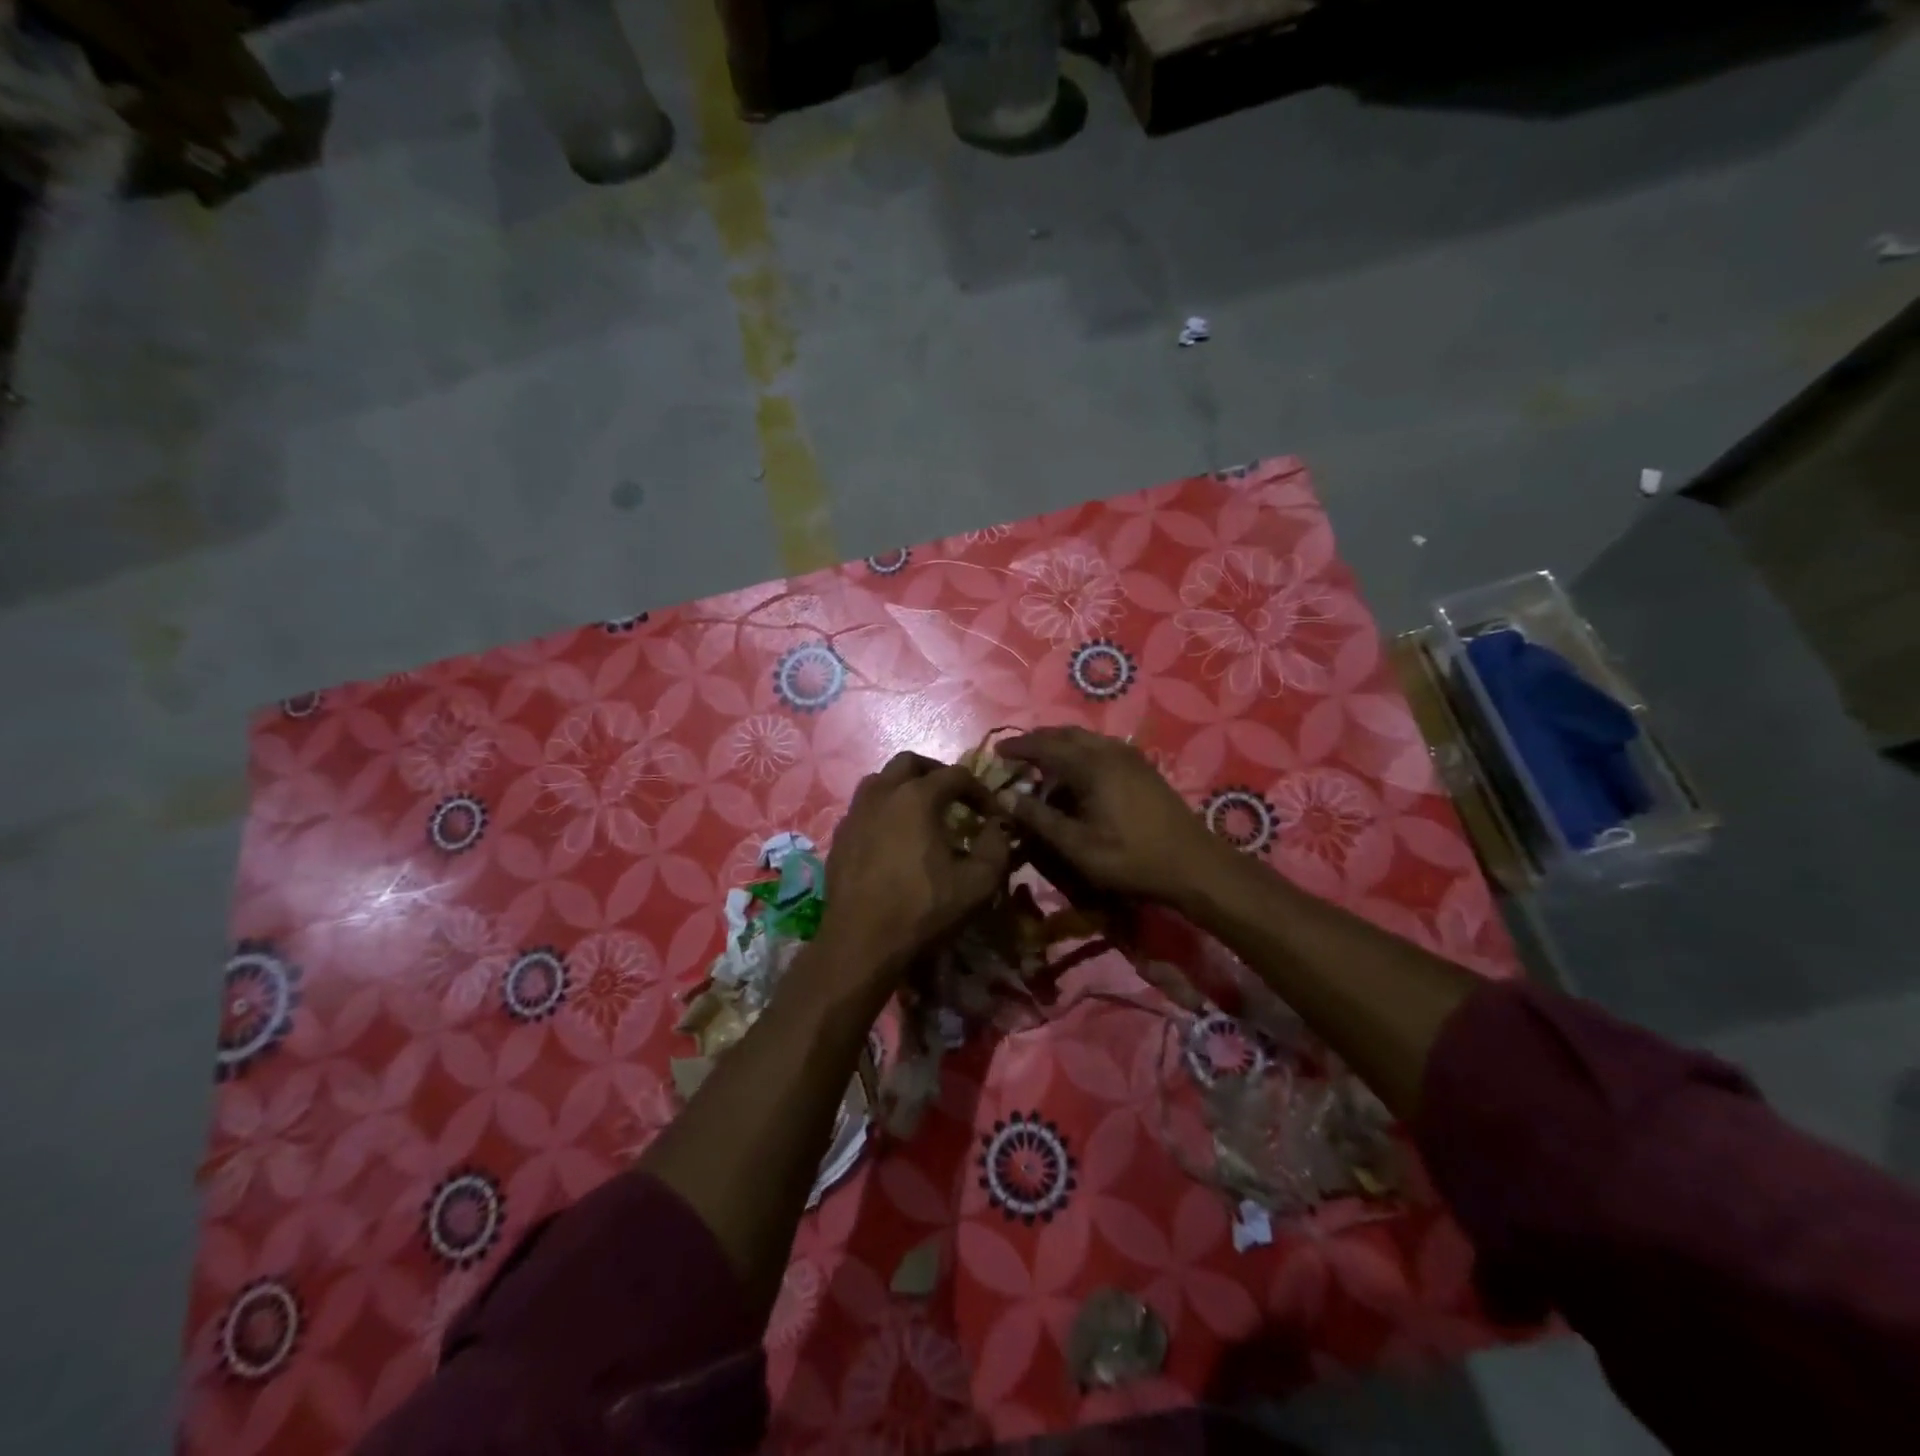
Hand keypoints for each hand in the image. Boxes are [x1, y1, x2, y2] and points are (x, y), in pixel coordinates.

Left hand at [815, 752, 1011, 990]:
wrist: (861, 943)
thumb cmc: (923, 909)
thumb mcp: (978, 883)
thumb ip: (997, 847)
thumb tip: (999, 826)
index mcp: (917, 797)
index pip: (956, 775)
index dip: (979, 790)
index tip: (991, 814)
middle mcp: (882, 794)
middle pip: (910, 763)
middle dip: (936, 773)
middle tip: (954, 798)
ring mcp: (855, 814)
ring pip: (880, 780)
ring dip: (904, 787)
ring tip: (921, 812)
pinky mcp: (839, 837)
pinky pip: (863, 808)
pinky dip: (883, 810)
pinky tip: (893, 838)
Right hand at [997, 727, 1221, 902]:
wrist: (1194, 864)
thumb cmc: (1131, 858)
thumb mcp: (1078, 846)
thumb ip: (1040, 819)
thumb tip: (1005, 797)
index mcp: (1092, 765)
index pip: (1045, 746)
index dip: (1018, 748)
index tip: (996, 752)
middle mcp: (1110, 751)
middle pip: (1066, 734)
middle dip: (1038, 741)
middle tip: (1016, 756)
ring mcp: (1130, 757)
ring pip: (1086, 739)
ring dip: (1060, 746)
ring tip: (1042, 767)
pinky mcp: (1143, 768)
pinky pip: (1102, 748)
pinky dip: (1080, 753)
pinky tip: (1077, 776)